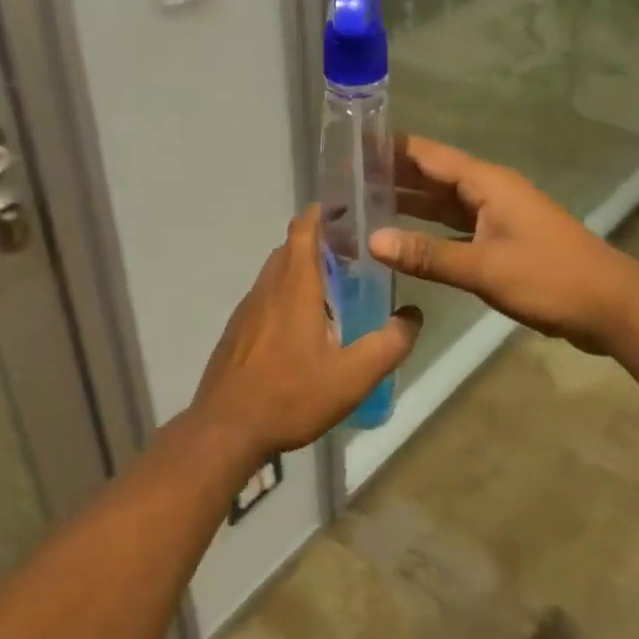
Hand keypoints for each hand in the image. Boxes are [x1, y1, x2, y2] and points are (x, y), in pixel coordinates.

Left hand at [190, 207, 421, 464]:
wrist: (225, 429)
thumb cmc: (290, 395)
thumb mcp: (353, 376)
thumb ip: (389, 344)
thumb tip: (413, 315)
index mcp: (295, 286)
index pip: (304, 229)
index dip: (323, 212)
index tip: (346, 209)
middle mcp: (268, 287)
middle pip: (291, 247)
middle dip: (320, 242)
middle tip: (352, 256)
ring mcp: (247, 308)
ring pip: (276, 272)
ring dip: (302, 268)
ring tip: (332, 291)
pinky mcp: (236, 330)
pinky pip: (265, 296)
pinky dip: (286, 293)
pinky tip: (302, 328)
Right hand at [369, 136, 635, 353]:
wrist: (611, 307)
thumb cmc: (550, 278)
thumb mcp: (484, 268)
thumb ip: (427, 255)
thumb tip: (372, 240)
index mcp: (486, 183)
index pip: (427, 154)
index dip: (389, 148)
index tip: (350, 146)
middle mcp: (489, 191)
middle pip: (432, 175)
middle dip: (391, 175)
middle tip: (344, 181)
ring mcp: (497, 215)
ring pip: (443, 202)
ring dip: (408, 203)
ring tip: (362, 205)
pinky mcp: (502, 240)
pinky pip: (455, 226)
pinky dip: (429, 230)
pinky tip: (404, 240)